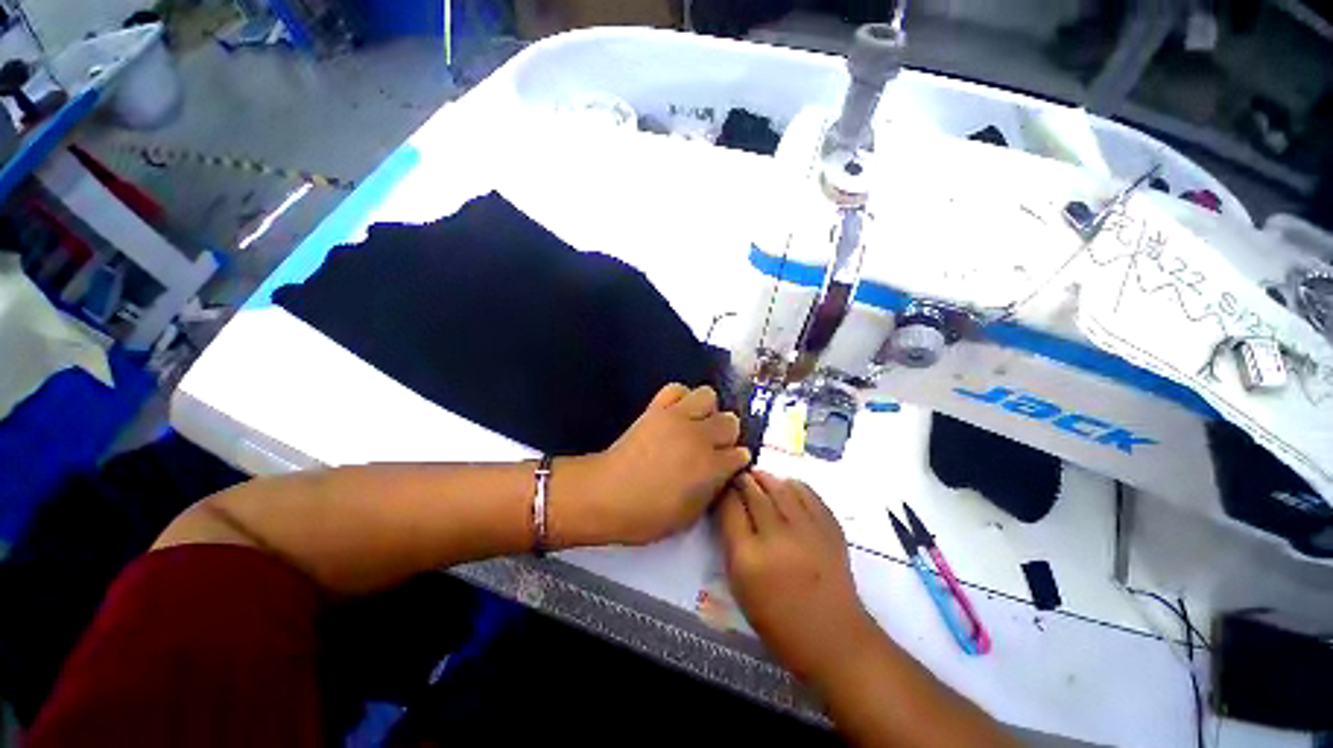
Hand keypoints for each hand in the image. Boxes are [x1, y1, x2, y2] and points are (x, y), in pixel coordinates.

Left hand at [551, 384, 750, 546]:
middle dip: (726, 435)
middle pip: (730, 422)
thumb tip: (720, 474)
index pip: (740, 454)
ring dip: (707, 410)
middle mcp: (700, 437)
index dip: (735, 462)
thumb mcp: (689, 516)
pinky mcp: (657, 408)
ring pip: (708, 396)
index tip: (727, 466)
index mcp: (712, 467)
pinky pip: (676, 389)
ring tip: (695, 424)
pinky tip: (675, 413)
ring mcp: (678, 418)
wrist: (606, 494)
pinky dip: (680, 397)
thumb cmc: (648, 515)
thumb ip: (712, 490)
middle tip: (712, 446)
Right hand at [718, 472, 876, 680]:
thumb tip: (729, 506)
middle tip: (737, 477)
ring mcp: (807, 529)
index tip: (722, 488)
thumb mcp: (740, 585)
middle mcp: (776, 537)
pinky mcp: (830, 526)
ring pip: (779, 486)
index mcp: (748, 557)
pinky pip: (806, 492)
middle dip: (742, 479)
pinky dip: (792, 485)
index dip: (724, 492)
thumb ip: (730, 542)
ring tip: (758, 477)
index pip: (729, 507)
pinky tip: (785, 488)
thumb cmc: (777, 619)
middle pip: (753, 491)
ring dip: (765, 478)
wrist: (833, 636)